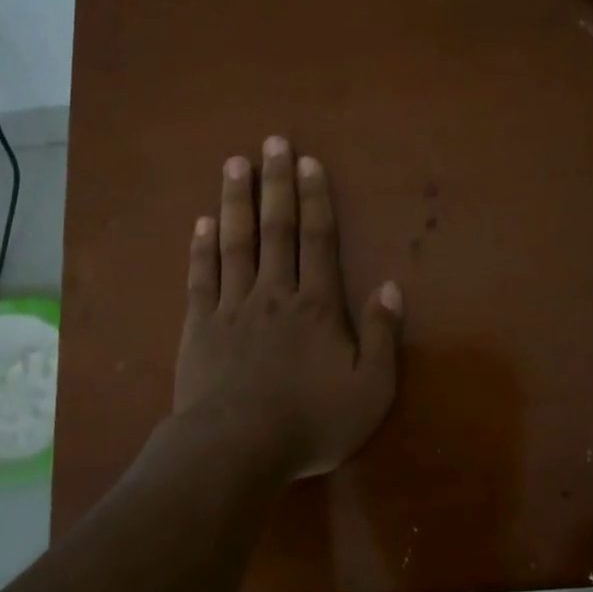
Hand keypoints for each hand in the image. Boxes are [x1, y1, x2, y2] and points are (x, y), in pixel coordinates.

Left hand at [173, 137, 402, 480]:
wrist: (237, 448)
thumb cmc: (311, 421)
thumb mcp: (370, 389)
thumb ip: (383, 336)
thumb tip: (392, 287)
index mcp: (317, 306)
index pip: (318, 240)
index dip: (315, 199)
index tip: (308, 162)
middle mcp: (275, 293)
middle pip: (276, 228)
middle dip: (276, 184)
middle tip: (271, 142)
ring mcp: (233, 307)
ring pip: (236, 243)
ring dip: (236, 202)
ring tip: (234, 164)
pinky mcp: (200, 326)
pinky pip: (202, 278)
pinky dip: (201, 248)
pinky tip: (201, 223)